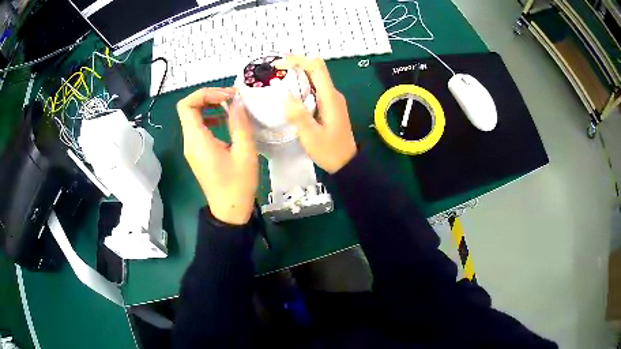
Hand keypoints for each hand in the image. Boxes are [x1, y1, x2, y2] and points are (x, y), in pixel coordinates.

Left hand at [177, 88, 258, 224]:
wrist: (230, 211)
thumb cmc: (238, 184)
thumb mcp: (245, 152)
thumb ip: (239, 123)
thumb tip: (237, 101)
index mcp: (197, 140)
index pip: (186, 105)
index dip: (204, 94)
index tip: (226, 96)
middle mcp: (189, 141)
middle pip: (189, 108)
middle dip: (209, 97)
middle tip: (232, 98)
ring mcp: (192, 148)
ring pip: (193, 117)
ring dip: (210, 107)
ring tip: (232, 107)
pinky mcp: (197, 153)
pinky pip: (199, 128)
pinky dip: (211, 119)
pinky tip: (227, 122)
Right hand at [275, 56, 356, 173]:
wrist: (346, 164)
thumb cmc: (330, 151)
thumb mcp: (311, 136)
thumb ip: (298, 115)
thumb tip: (285, 94)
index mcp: (330, 97)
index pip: (317, 67)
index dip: (298, 60)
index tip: (278, 65)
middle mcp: (332, 94)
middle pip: (314, 70)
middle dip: (294, 66)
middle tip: (273, 73)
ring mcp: (331, 99)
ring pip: (313, 79)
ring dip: (296, 76)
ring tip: (276, 81)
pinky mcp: (328, 106)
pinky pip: (313, 89)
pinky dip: (299, 87)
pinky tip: (288, 95)